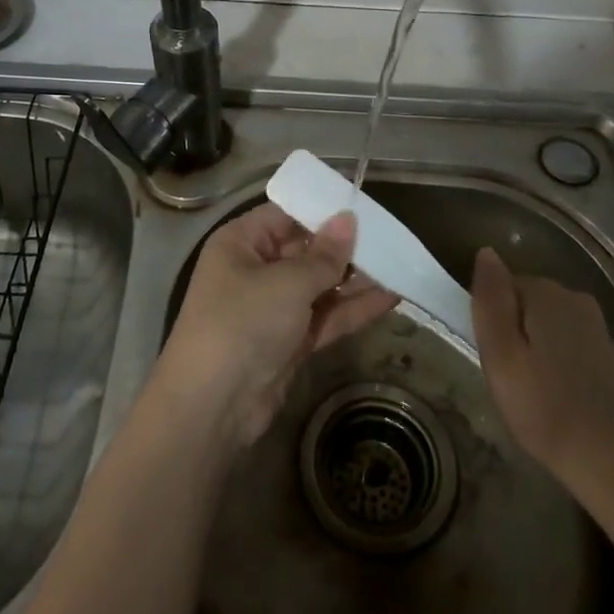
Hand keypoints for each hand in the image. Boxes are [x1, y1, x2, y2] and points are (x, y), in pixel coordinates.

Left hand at [155, 204, 399, 450]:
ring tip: (400, 266)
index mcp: (241, 243)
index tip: (364, 207)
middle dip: (345, 246)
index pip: (285, 215)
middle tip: (391, 238)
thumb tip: (348, 219)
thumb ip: (324, 255)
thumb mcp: (287, 282)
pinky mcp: (289, 341)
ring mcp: (272, 308)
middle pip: (305, 250)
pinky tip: (391, 297)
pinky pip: (325, 316)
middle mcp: (254, 269)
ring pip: (320, 285)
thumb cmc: (244, 323)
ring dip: (356, 279)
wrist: (213, 407)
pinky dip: (353, 309)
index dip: (322, 211)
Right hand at [469, 247, 613, 484]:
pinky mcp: (610, 356)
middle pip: (524, 305)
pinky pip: (566, 348)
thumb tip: (486, 252)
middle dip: (512, 335)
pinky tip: (556, 399)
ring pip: (545, 328)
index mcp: (544, 292)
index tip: (491, 359)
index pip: (500, 287)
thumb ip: (490, 301)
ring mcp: (596, 327)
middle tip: (506, 381)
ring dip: (533, 353)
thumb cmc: (549, 408)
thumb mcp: (502, 355)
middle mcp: (573, 299)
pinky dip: (555, 367)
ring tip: (530, 396)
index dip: (490, 322)